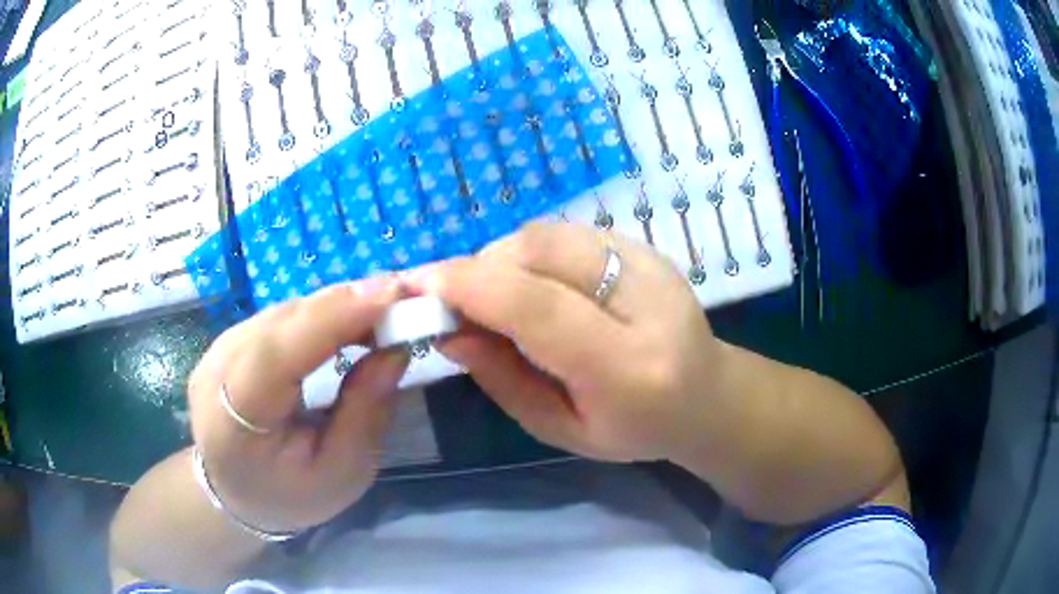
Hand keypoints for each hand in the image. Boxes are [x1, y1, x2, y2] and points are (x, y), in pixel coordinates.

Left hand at [186, 277, 408, 532]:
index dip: (335, 317)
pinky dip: (319, 313)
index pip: (280, 352)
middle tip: (404, 296)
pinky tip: (347, 317)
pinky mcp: (228, 340)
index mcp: (236, 416)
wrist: (235, 493)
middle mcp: (218, 368)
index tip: (394, 295)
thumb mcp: (341, 473)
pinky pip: (279, 317)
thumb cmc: (290, 495)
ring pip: (283, 311)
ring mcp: (218, 348)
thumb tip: (394, 350)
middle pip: (284, 322)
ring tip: (384, 307)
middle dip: (345, 303)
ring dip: (335, 304)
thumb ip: (365, 413)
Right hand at [408, 223, 724, 463]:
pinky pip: (564, 234)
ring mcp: (649, 262)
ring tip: (494, 298)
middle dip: (479, 270)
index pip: (537, 306)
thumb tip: (448, 330)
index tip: (417, 286)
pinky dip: (529, 254)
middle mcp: (645, 299)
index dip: (469, 287)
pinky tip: (531, 285)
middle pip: (538, 252)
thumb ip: (502, 379)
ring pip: (547, 234)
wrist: (705, 396)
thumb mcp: (561, 428)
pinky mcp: (644, 245)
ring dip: (501, 259)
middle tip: (455, 303)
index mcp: (628, 366)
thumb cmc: (633, 429)